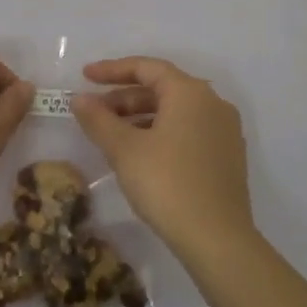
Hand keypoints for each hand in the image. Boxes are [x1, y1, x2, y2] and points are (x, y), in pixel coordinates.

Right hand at [73, 56, 254, 255]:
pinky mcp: (227, 156)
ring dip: (140, 116)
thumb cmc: (166, 183)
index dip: (112, 70)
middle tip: (94, 111)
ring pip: (175, 111)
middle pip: (162, 88)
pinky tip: (139, 153)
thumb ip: (98, 119)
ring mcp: (224, 131)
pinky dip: (160, 132)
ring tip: (110, 134)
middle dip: (124, 97)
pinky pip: (187, 130)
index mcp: (190, 93)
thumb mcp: (124, 149)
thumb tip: (79, 99)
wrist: (217, 238)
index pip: (147, 68)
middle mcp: (213, 103)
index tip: (84, 76)